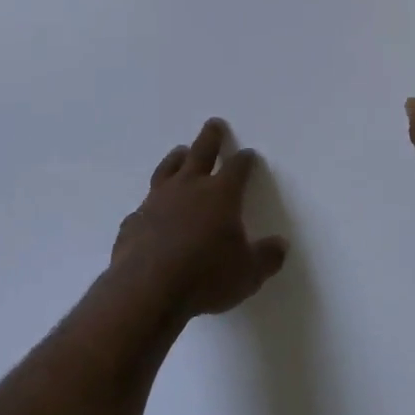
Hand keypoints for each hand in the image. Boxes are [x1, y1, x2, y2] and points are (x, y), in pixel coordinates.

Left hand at [110, 119, 288, 319]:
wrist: (147, 290)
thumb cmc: (205, 277)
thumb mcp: (248, 273)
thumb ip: (267, 257)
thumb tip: (281, 245)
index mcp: (220, 194)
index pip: (237, 167)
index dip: (245, 160)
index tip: (249, 154)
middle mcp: (188, 188)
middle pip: (201, 152)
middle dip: (211, 137)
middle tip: (214, 124)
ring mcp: (156, 201)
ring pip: (168, 169)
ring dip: (176, 158)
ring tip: (180, 152)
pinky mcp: (134, 221)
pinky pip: (145, 206)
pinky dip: (151, 205)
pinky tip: (151, 212)